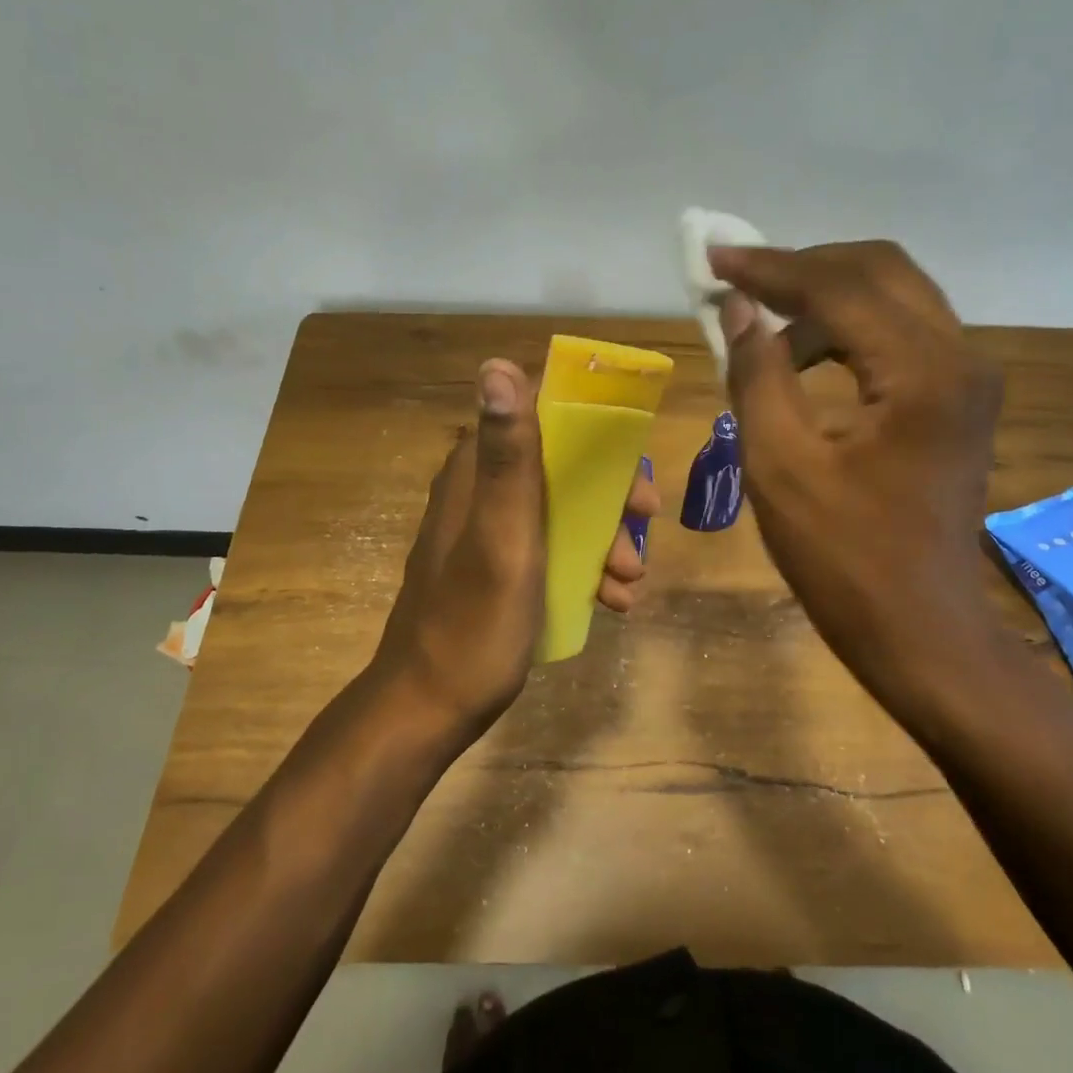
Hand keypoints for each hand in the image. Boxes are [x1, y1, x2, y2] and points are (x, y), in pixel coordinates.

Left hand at [371, 359, 659, 736]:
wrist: (428, 709)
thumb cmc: (473, 623)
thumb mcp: (503, 536)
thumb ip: (508, 454)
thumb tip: (496, 363)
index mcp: (477, 472)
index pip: (541, 415)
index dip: (593, 431)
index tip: (632, 466)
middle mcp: (481, 490)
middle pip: (561, 466)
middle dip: (610, 497)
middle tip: (644, 527)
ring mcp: (489, 531)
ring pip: (563, 510)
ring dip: (604, 538)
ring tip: (630, 582)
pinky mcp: (497, 567)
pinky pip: (552, 548)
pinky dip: (585, 566)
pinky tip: (612, 601)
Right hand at [710, 241, 1004, 696]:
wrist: (921, 632)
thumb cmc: (845, 560)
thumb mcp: (781, 466)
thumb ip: (757, 374)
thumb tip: (738, 308)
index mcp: (922, 373)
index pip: (839, 286)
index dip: (770, 268)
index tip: (713, 259)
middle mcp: (960, 357)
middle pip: (880, 270)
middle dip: (803, 267)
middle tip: (739, 280)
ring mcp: (967, 378)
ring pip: (895, 296)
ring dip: (826, 296)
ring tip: (763, 322)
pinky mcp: (959, 399)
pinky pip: (902, 333)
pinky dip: (849, 328)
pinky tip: (805, 356)